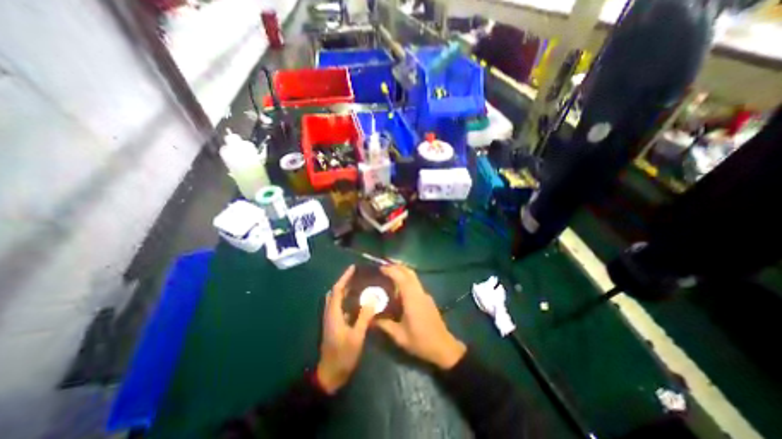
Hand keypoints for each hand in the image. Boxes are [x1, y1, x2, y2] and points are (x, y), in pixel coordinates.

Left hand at [314, 266, 375, 394]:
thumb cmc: (343, 355)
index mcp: (333, 314)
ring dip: (345, 290)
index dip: (344, 278)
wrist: (330, 375)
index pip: (337, 290)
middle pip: (335, 293)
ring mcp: (331, 320)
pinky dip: (347, 300)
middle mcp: (330, 314)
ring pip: (336, 300)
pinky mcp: (334, 325)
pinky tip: (358, 303)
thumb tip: (372, 298)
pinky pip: (339, 307)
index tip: (353, 268)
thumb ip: (364, 317)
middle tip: (357, 276)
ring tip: (359, 285)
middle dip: (344, 282)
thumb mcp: (356, 336)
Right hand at [372, 265, 462, 369]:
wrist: (443, 347)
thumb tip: (370, 319)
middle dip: (397, 266)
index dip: (391, 270)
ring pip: (413, 277)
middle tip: (384, 266)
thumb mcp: (400, 336)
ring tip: (389, 273)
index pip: (402, 278)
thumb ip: (385, 325)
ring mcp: (425, 295)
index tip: (380, 268)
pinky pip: (415, 283)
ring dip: (402, 271)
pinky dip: (406, 279)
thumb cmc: (421, 341)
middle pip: (409, 272)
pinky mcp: (427, 299)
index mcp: (412, 299)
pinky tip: (399, 287)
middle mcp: (419, 293)